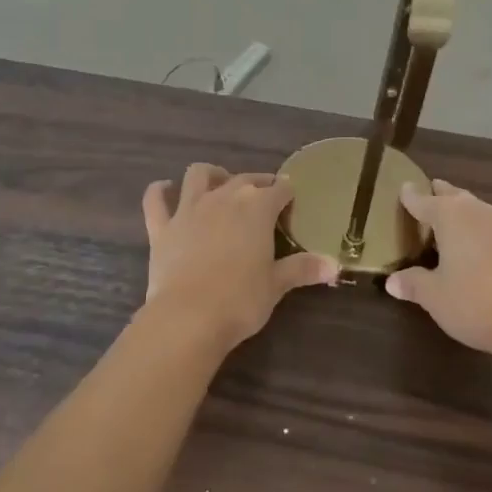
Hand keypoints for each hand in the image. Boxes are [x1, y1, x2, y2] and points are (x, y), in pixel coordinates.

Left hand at [142, 164, 339, 349]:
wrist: (188, 317)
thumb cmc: (241, 300)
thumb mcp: (277, 285)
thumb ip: (303, 269)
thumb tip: (336, 266)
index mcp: (257, 208)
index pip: (279, 189)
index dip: (287, 194)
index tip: (291, 201)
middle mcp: (224, 198)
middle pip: (244, 179)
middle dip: (257, 183)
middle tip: (265, 195)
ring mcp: (189, 209)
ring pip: (199, 175)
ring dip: (211, 174)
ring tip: (219, 182)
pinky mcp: (162, 227)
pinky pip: (155, 200)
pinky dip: (159, 191)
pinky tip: (163, 189)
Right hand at [384, 180, 491, 356]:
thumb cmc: (472, 301)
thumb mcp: (433, 295)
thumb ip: (412, 283)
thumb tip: (391, 282)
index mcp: (450, 215)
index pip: (424, 200)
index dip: (410, 196)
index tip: (403, 187)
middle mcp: (475, 211)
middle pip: (452, 195)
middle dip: (438, 194)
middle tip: (425, 194)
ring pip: (474, 206)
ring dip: (460, 207)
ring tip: (447, 215)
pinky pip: (488, 222)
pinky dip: (476, 224)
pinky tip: (473, 239)